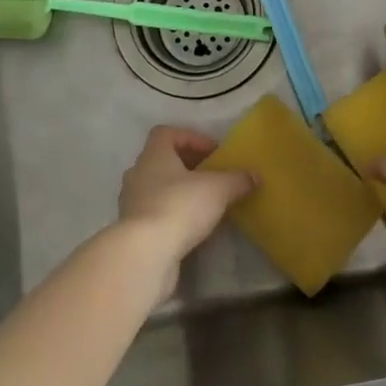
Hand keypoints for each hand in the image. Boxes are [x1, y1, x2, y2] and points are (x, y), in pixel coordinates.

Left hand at [116, 126, 254, 299]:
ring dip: (180, 191)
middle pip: (162, 160)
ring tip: (205, 203)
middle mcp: (138, 173)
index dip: (191, 138)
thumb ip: (237, 180)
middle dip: (188, 166)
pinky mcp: (133, 229)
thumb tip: (254, 176)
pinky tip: (192, 227)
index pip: (167, 133)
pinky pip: (155, 212)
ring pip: (158, 188)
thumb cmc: (180, 206)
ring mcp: (131, 202)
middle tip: (213, 177)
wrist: (146, 253)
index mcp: (154, 155)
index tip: (214, 153)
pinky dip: (173, 214)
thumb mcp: (218, 189)